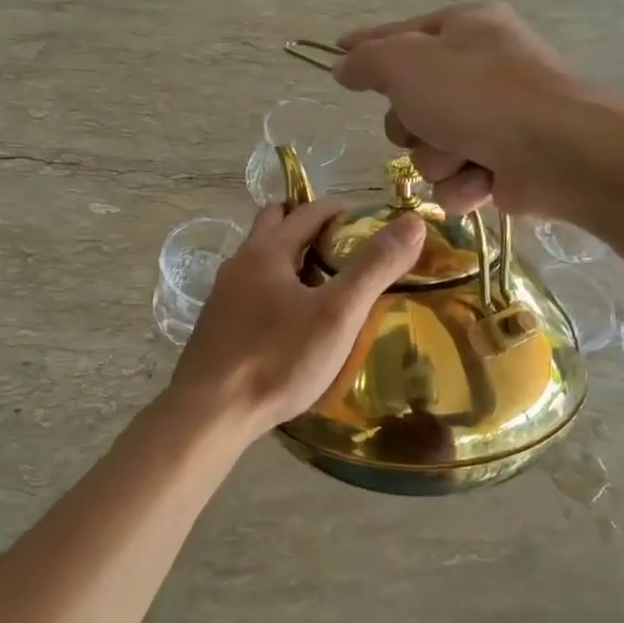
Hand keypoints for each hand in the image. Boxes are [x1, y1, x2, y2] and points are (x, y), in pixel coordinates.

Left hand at [165, 199, 423, 434]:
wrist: (211, 412)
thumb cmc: (278, 359)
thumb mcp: (337, 314)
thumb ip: (374, 267)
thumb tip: (412, 222)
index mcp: (267, 250)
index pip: (308, 211)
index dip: (340, 210)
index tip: (369, 224)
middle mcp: (240, 263)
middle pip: (275, 224)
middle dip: (307, 225)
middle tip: (343, 248)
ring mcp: (223, 294)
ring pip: (260, 258)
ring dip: (290, 258)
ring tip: (323, 284)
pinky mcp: (217, 324)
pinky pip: (251, 289)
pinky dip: (275, 287)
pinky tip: (291, 320)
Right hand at [334, 3, 610, 216]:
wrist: (557, 152)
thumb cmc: (477, 96)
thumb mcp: (405, 65)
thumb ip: (366, 61)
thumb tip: (343, 64)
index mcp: (466, 28)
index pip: (400, 34)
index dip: (366, 47)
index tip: (337, 54)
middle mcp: (483, 68)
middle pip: (410, 103)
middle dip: (411, 126)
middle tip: (425, 125)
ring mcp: (497, 118)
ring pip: (430, 148)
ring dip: (437, 159)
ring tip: (464, 157)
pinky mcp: (506, 162)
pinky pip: (457, 178)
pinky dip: (464, 184)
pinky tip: (483, 181)